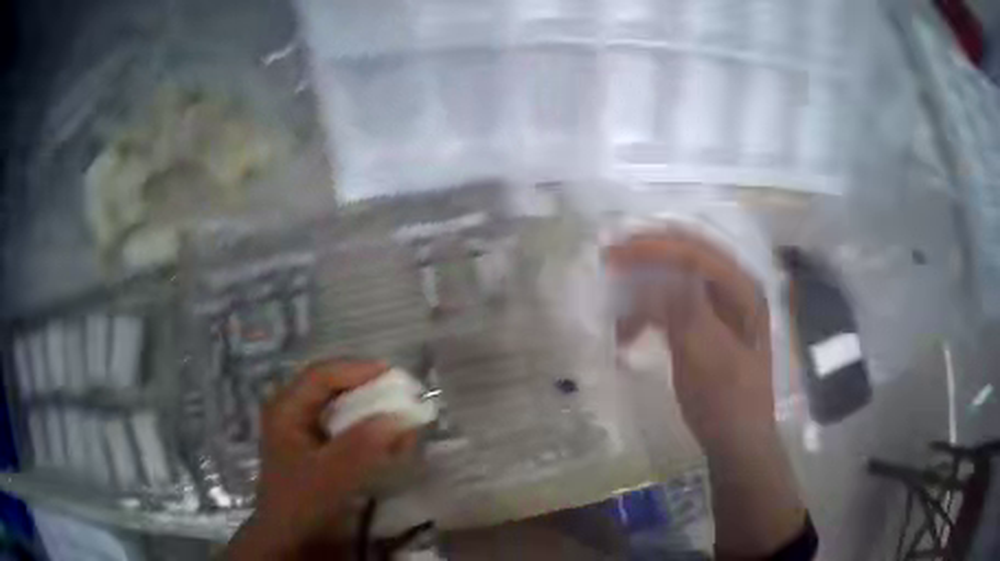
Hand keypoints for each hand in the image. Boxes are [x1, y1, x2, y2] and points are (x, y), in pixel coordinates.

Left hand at [226, 360, 416, 559]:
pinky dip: (366, 430)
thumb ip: (363, 444)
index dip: (357, 370)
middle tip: (400, 395)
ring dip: (369, 410)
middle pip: (331, 387)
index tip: (394, 376)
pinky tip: (385, 442)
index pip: (321, 376)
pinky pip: (343, 428)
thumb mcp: (331, 475)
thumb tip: (402, 416)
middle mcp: (291, 411)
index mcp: (285, 409)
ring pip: (339, 407)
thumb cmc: (302, 503)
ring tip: (398, 418)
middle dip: (367, 390)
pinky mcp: (315, 447)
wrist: (289, 537)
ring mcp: (302, 429)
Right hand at [607, 230, 773, 452]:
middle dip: (648, 256)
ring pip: (678, 280)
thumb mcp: (708, 358)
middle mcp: (735, 289)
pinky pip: (673, 305)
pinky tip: (628, 329)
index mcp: (744, 290)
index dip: (654, 248)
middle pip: (688, 256)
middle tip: (610, 259)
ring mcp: (721, 308)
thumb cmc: (727, 402)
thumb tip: (655, 275)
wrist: (737, 441)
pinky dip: (648, 311)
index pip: (696, 254)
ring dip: (645, 287)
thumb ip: (686, 311)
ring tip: (615, 301)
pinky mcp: (706, 326)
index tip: (614, 253)